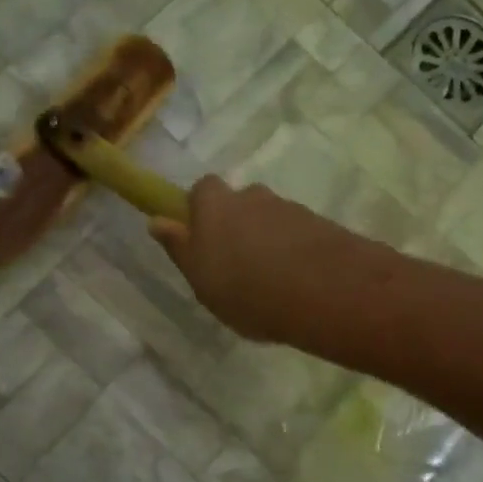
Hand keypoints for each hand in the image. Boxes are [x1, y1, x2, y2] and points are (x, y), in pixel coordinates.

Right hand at [149, 176, 374, 341]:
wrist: (325, 292)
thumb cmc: (246, 290)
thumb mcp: (201, 279)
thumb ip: (180, 248)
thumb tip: (157, 220)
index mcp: (215, 205)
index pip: (202, 190)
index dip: (200, 211)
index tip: (201, 240)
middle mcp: (252, 196)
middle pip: (239, 203)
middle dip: (236, 226)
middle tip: (236, 266)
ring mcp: (289, 208)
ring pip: (269, 219)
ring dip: (267, 241)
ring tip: (270, 282)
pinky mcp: (320, 224)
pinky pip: (297, 234)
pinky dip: (293, 251)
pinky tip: (295, 284)